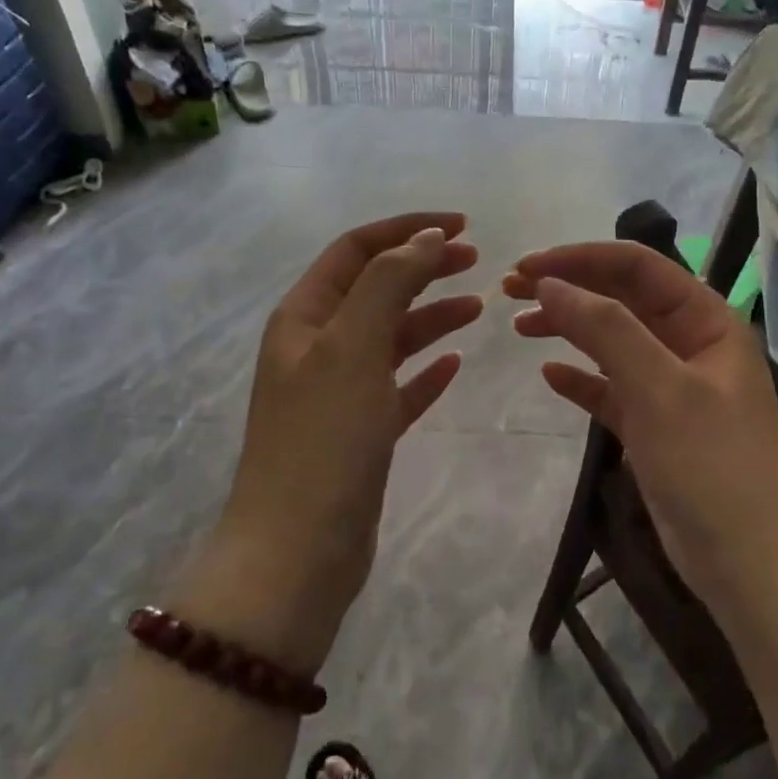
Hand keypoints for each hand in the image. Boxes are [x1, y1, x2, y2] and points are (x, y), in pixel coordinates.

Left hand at [197, 214, 481, 673]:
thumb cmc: (324, 440)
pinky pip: (398, 388)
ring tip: (479, 307)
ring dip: (431, 317)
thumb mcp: (352, 347)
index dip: (406, 231)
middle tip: (476, 261)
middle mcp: (317, 348)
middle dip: (422, 268)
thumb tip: (422, 239)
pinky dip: (426, 371)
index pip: (356, 251)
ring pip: (390, 338)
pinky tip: (456, 365)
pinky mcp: (360, 434)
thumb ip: (387, 284)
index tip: (461, 226)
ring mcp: (338, 393)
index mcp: (304, 318)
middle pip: (375, 289)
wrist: (298, 552)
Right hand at [505, 242, 777, 609]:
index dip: (579, 260)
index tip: (525, 267)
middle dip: (569, 289)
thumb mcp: (660, 388)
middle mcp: (691, 345)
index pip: (637, 268)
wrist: (753, 566)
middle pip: (622, 300)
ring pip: (613, 342)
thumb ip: (605, 329)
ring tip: (520, 326)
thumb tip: (549, 284)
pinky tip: (550, 376)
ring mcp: (673, 387)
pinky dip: (581, 379)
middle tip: (509, 290)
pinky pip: (612, 389)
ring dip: (568, 329)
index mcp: (706, 321)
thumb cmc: (713, 466)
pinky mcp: (656, 427)